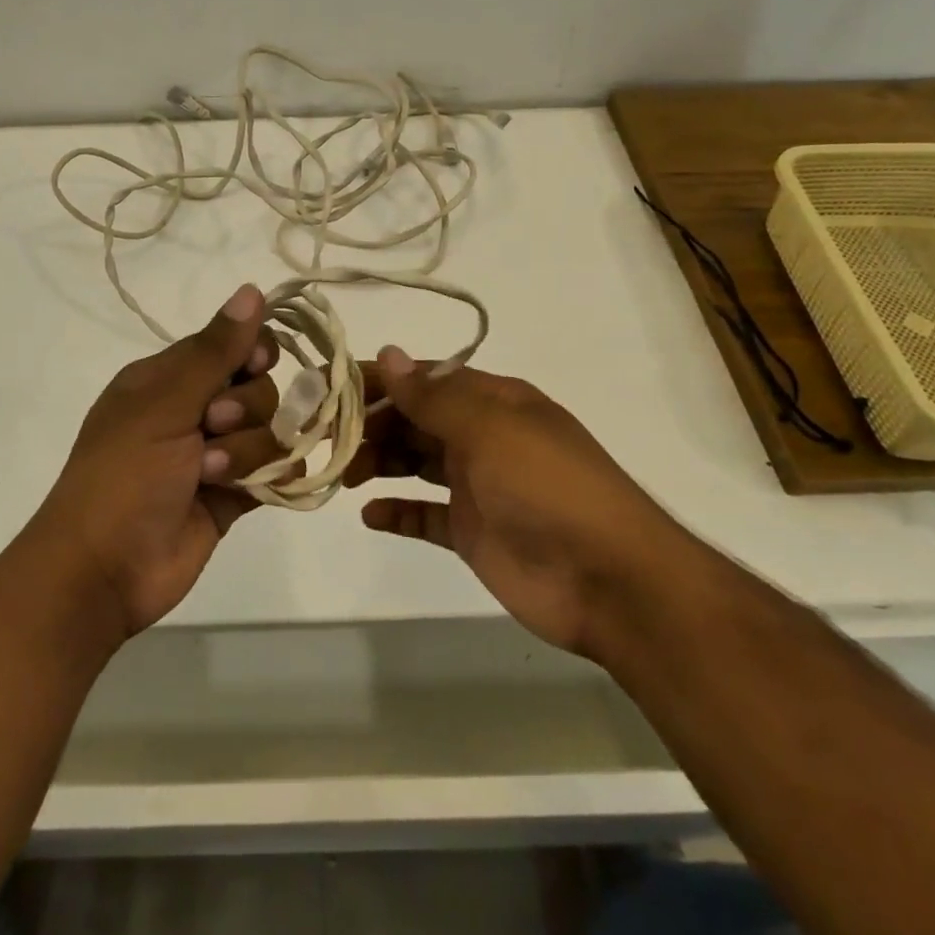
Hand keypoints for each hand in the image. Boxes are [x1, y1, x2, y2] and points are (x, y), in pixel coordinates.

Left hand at [23, 284, 284, 640]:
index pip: (231, 345)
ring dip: (246, 451)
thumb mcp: (164, 404)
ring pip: (270, 431)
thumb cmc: (123, 474)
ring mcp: (215, 454)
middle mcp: (194, 410)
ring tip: (210, 475)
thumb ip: (215, 351)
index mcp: (167, 379)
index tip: (253, 365)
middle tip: (211, 427)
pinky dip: (270, 477)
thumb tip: (252, 289)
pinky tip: (249, 490)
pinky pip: (275, 471)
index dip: (252, 353)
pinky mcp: (234, 496)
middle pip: (258, 387)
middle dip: (244, 408)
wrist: (104, 570)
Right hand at [343, 347, 694, 658]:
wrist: (610, 581)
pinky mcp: (472, 532)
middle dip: (370, 424)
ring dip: (377, 462)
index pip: (424, 380)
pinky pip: (425, 515)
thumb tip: (389, 354)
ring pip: (414, 463)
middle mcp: (482, 437)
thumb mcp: (491, 430)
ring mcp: (477, 486)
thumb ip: (434, 396)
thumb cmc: (548, 488)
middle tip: (323, 437)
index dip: (377, 380)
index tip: (328, 386)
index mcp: (493, 402)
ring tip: (341, 472)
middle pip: (414, 420)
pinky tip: (369, 514)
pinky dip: (398, 511)